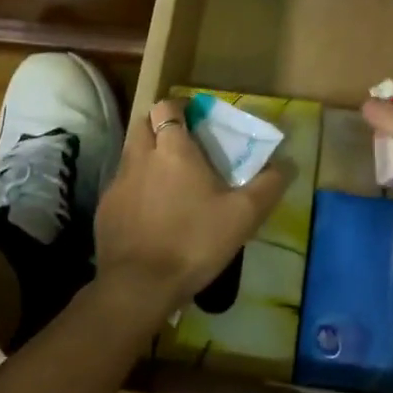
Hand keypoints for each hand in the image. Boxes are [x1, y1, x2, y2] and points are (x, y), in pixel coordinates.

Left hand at [95, 97, 288, 313]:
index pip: (167, 107)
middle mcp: (140, 157)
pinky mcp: (105, 209)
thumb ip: (268, 186)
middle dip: (160, 125)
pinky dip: (135, 188)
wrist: (139, 286)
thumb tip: (287, 164)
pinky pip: (121, 185)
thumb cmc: (194, 242)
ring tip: (169, 180)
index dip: (180, 108)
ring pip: (131, 154)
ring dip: (147, 156)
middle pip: (144, 123)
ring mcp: (118, 183)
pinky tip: (151, 212)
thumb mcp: (243, 216)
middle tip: (183, 145)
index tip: (196, 120)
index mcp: (173, 150)